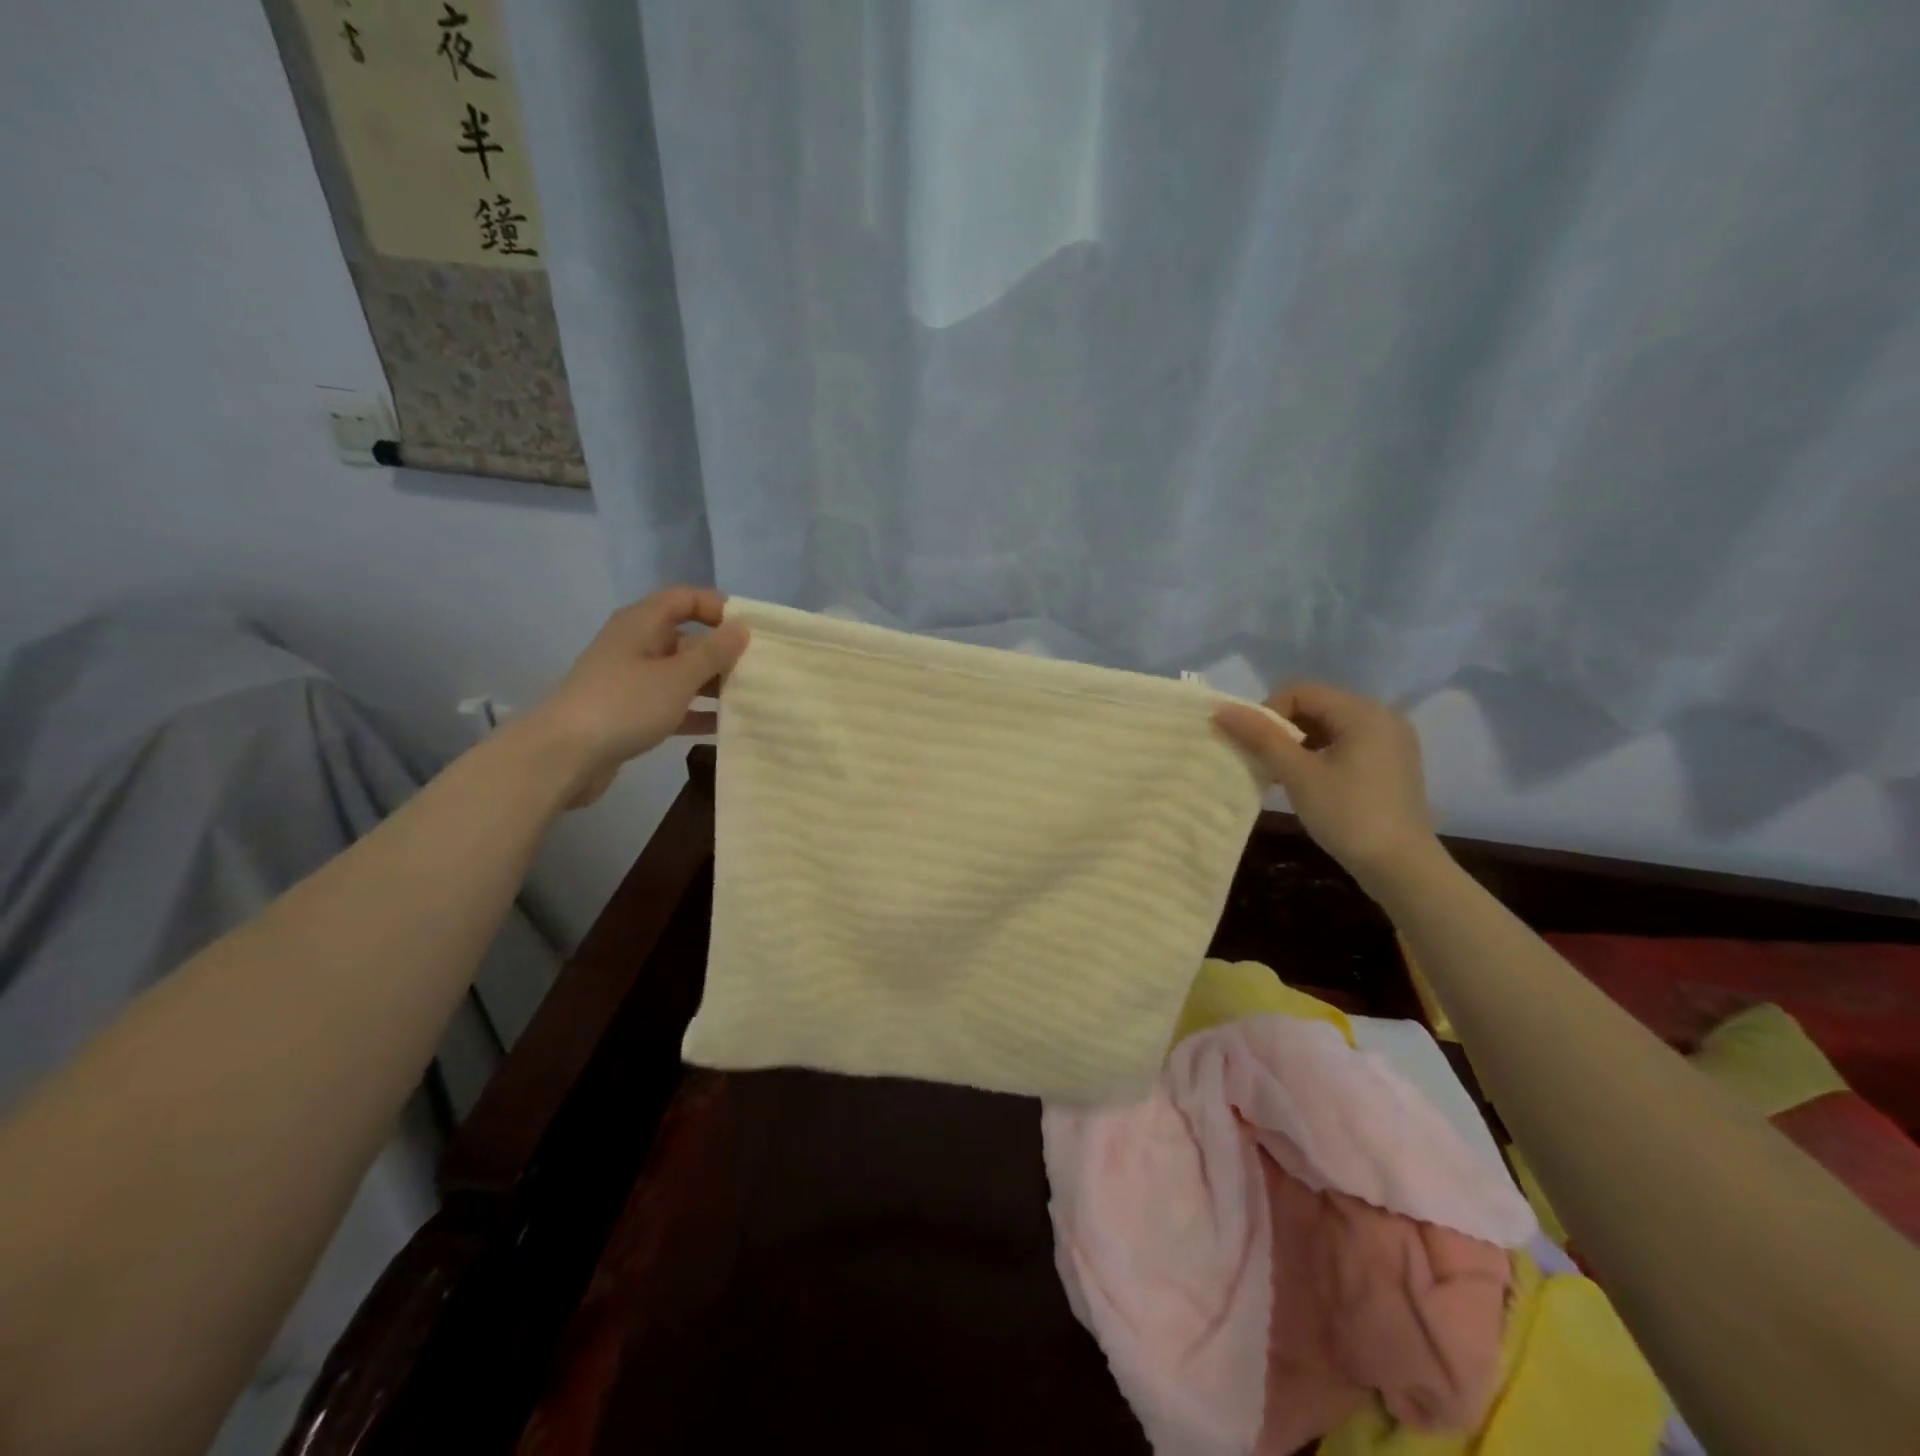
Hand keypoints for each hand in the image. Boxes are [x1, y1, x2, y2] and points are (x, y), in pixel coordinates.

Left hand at [518, 587, 749, 808]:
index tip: (751, 631)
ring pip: (680, 674)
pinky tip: (724, 726)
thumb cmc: (624, 705)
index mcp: (642, 624)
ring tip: (750, 698)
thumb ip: (713, 653)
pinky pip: (671, 704)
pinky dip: (695, 711)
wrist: (562, 756)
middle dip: (721, 652)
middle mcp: (635, 645)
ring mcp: (630, 680)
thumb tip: (742, 627)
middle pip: (685, 638)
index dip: (718, 607)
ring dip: (712, 684)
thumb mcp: (678, 677)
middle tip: (759, 669)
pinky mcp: (628, 713)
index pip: (685, 599)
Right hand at [1214, 681, 1435, 884]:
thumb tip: (1220, 710)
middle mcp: (1382, 716)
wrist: (1401, 867)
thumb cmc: (1348, 815)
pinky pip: (1346, 744)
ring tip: (1282, 775)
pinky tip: (1308, 783)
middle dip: (1282, 730)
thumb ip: (1260, 737)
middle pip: (1315, 706)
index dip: (1268, 713)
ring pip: (1328, 726)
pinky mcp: (1391, 763)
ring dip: (1298, 744)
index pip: (1299, 691)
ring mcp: (1391, 740)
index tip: (1256, 748)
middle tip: (1264, 763)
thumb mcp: (1297, 774)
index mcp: (1362, 711)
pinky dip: (1320, 755)